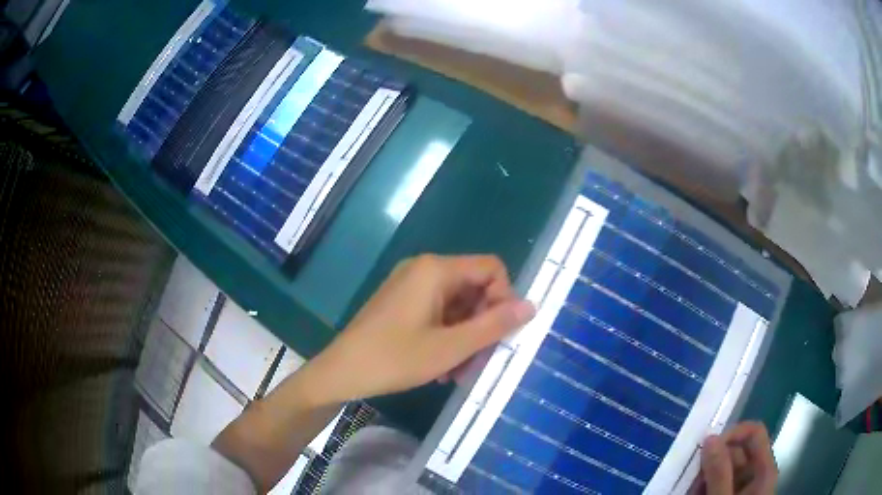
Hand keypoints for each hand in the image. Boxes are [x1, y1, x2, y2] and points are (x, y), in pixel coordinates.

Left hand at [302, 254, 534, 404]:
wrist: (341, 372)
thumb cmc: (394, 359)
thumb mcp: (450, 348)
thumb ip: (494, 326)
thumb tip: (531, 305)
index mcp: (436, 270)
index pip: (492, 268)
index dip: (503, 299)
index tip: (498, 334)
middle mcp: (424, 269)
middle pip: (474, 288)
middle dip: (482, 326)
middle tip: (477, 362)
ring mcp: (410, 286)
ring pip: (457, 305)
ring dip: (465, 337)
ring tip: (457, 372)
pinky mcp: (401, 302)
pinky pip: (438, 313)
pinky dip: (447, 337)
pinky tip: (441, 366)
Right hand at [691, 422, 776, 494]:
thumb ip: (719, 472)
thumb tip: (710, 438)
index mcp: (764, 469)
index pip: (754, 433)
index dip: (732, 434)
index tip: (706, 449)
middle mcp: (756, 474)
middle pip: (736, 452)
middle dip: (711, 462)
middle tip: (690, 480)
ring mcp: (743, 488)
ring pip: (722, 469)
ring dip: (703, 478)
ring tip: (688, 493)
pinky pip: (716, 484)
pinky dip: (702, 489)